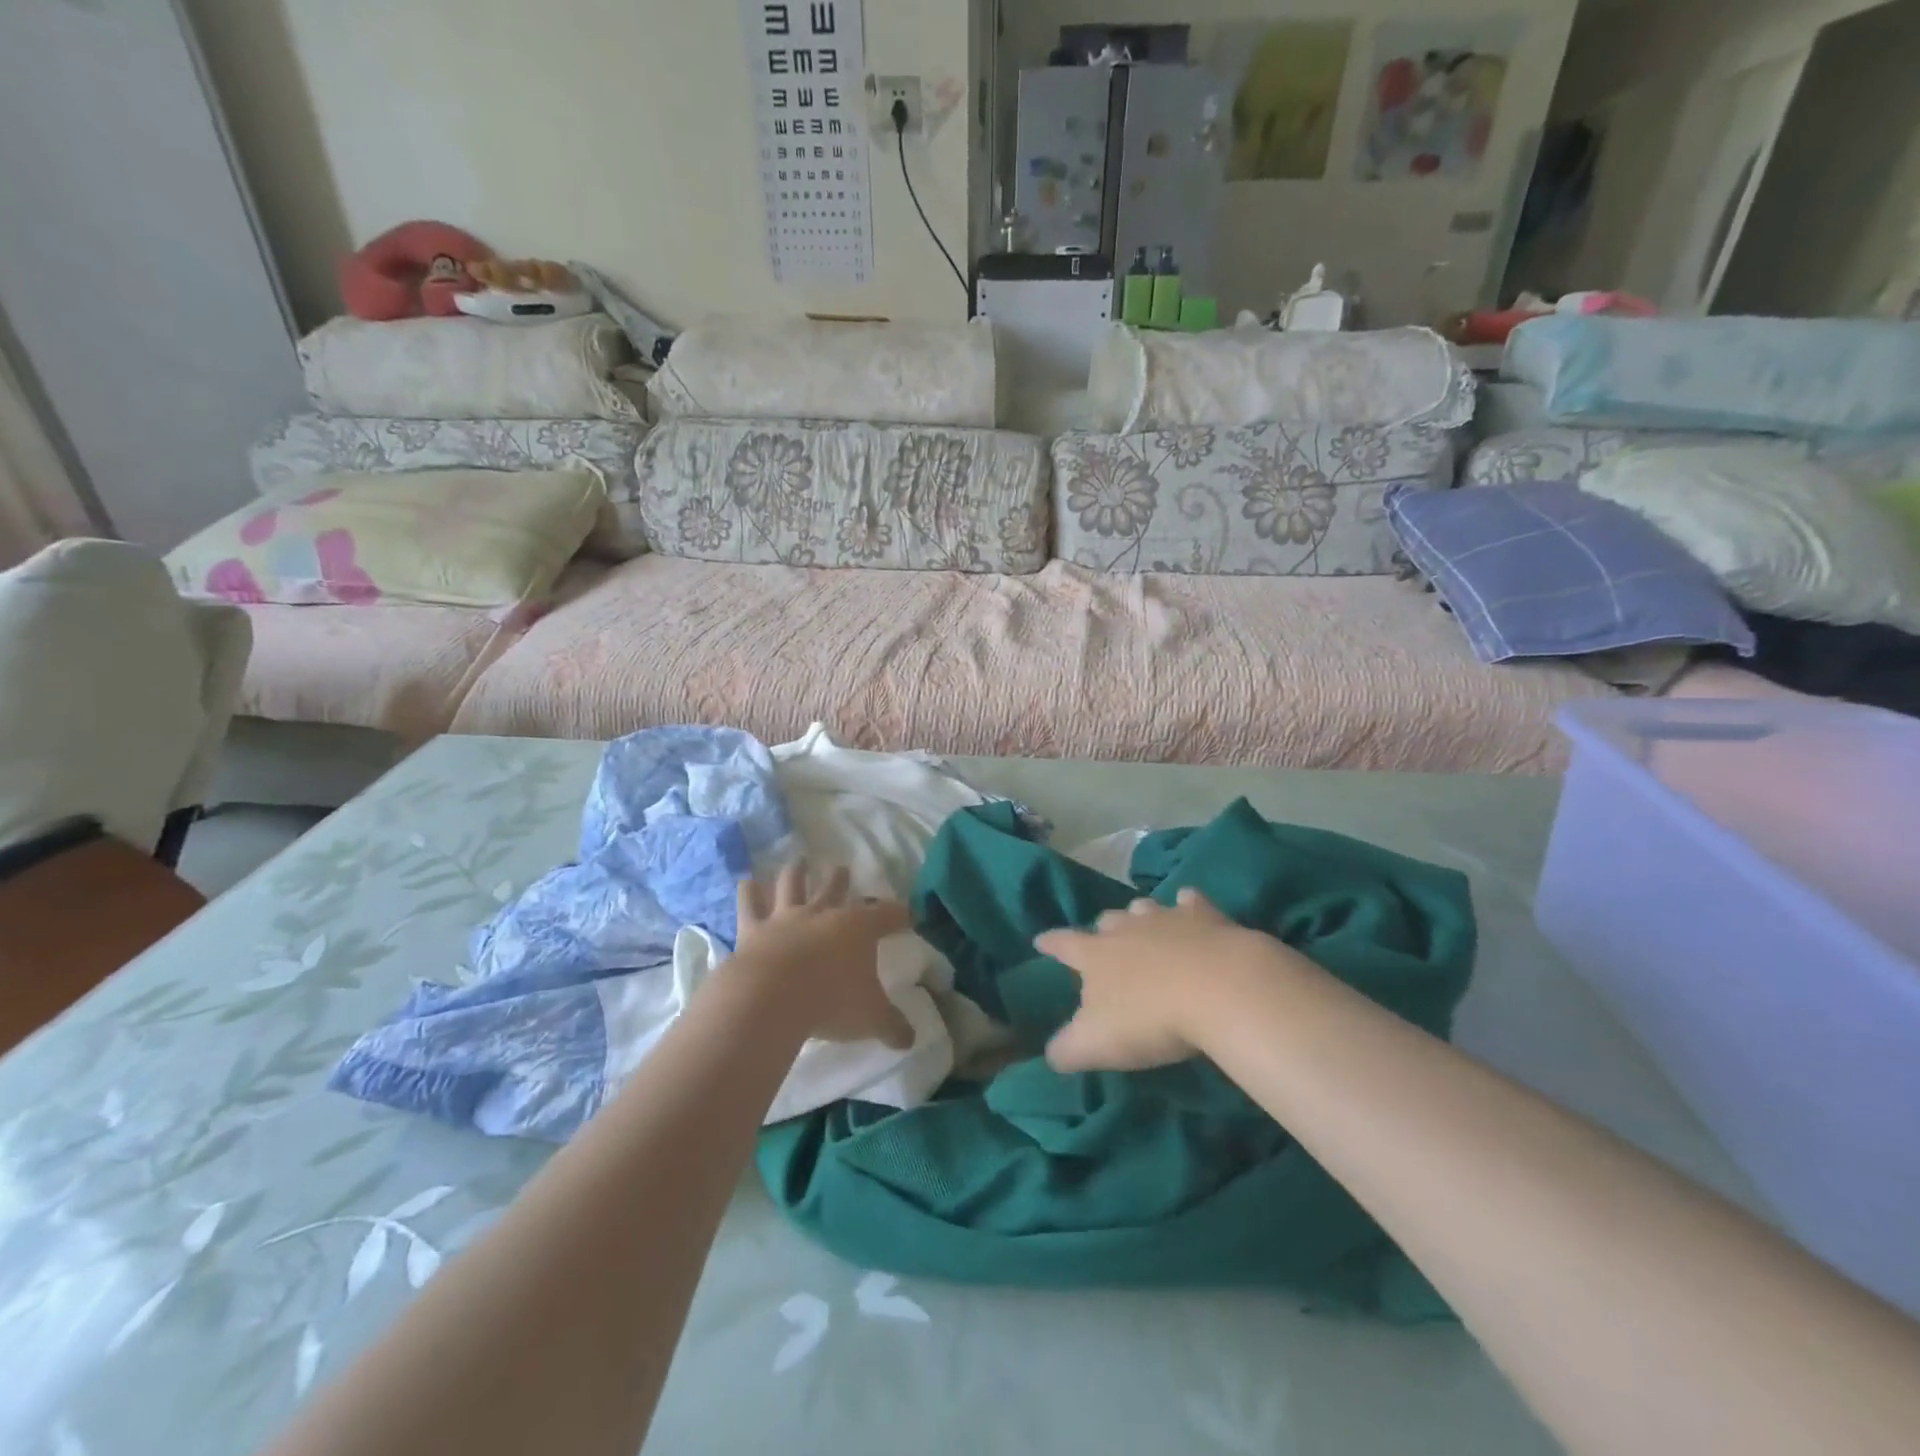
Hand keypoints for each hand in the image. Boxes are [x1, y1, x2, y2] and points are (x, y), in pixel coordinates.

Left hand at [730, 862, 915, 1049]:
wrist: (772, 998)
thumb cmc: (831, 1002)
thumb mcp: (871, 1019)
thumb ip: (893, 1026)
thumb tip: (911, 1040)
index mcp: (859, 928)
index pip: (887, 915)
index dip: (899, 915)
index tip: (907, 916)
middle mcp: (823, 914)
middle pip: (836, 888)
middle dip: (841, 879)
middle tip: (843, 868)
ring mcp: (786, 918)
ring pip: (793, 885)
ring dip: (797, 872)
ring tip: (798, 861)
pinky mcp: (753, 929)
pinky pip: (750, 905)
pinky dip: (748, 892)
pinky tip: (746, 882)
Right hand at [1036, 888, 1301, 1072]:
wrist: (1219, 988)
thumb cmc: (1149, 1017)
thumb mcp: (1096, 1044)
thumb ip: (1068, 1049)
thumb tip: (1051, 1055)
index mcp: (1095, 955)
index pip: (1064, 944)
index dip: (1050, 943)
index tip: (1040, 940)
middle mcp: (1126, 928)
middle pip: (1108, 921)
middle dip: (1103, 929)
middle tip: (1104, 940)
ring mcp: (1167, 918)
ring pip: (1145, 907)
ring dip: (1140, 915)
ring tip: (1142, 922)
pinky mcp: (1207, 917)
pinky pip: (1192, 902)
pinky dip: (1189, 903)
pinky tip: (1191, 904)